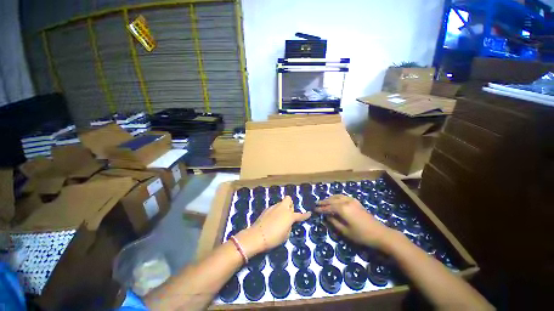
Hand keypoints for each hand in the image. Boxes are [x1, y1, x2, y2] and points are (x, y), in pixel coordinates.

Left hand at [236, 196, 309, 257]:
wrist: (257, 235)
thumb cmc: (274, 238)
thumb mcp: (286, 235)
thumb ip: (289, 225)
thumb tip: (288, 222)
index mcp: (289, 216)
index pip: (299, 215)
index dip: (305, 215)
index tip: (309, 213)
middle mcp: (282, 208)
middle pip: (288, 199)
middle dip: (290, 205)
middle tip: (288, 214)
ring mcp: (274, 207)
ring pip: (281, 203)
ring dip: (282, 208)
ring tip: (279, 218)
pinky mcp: (267, 209)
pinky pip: (274, 208)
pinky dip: (275, 211)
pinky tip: (272, 219)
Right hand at [317, 195, 392, 248]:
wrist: (380, 233)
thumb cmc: (361, 235)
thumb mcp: (345, 231)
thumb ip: (334, 222)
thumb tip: (327, 216)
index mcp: (342, 209)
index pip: (328, 208)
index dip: (321, 209)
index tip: (314, 209)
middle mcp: (346, 202)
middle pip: (332, 200)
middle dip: (323, 202)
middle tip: (316, 203)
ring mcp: (352, 200)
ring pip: (337, 197)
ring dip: (329, 198)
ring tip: (324, 201)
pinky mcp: (356, 202)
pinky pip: (343, 196)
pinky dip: (337, 197)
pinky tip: (335, 199)